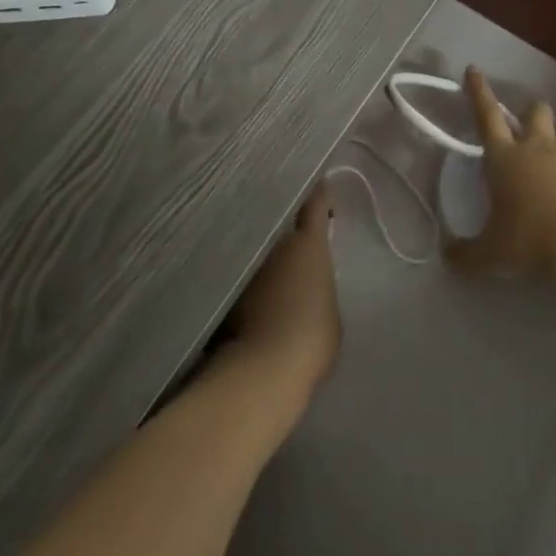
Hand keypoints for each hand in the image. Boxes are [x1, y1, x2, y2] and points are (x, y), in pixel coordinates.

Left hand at [225, 183, 341, 405]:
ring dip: (264, 254)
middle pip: (278, 223)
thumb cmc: (313, 336)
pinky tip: (251, 294)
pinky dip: (246, 280)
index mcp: (308, 244)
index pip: (314, 204)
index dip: (319, 194)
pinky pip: (240, 275)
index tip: (321, 186)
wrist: (264, 370)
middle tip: (294, 233)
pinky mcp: (225, 291)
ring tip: (272, 267)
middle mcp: (274, 245)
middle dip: (285, 225)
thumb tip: (306, 287)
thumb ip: (319, 288)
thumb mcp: (330, 309)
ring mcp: (246, 266)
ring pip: (256, 249)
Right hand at [446, 67, 555, 278]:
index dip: (478, 92)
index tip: (474, 69)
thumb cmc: (529, 236)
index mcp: (505, 158)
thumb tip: (447, 257)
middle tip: (534, 123)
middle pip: (537, 112)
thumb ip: (468, 254)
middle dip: (534, 112)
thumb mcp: (491, 253)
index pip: (487, 116)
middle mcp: (539, 146)